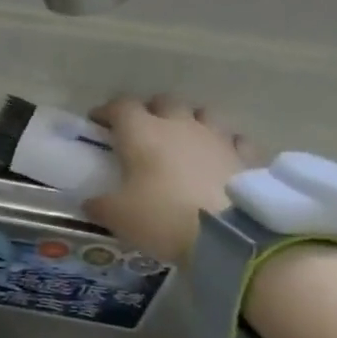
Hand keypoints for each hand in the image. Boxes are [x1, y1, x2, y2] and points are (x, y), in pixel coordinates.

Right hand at [83, 96, 255, 266]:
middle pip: (163, 102)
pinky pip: (235, 140)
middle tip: (141, 130)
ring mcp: (217, 138)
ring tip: (182, 139)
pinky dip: (224, 144)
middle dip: (150, 111)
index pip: (120, 106)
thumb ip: (100, 204)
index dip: (106, 112)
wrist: (229, 236)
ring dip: (189, 121)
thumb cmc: (161, 216)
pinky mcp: (246, 157)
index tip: (97, 123)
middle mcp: (179, 125)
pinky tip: (219, 157)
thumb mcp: (117, 216)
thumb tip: (91, 202)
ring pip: (202, 113)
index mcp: (142, 133)